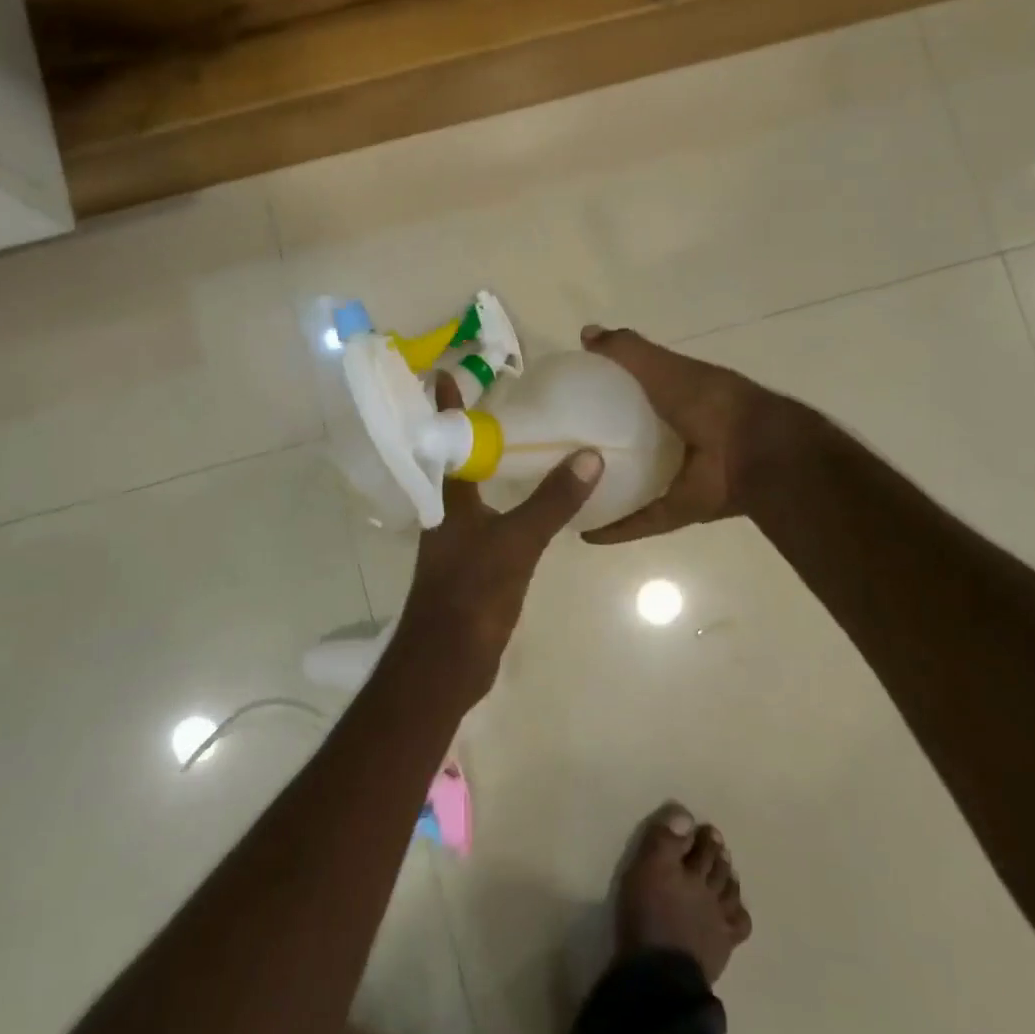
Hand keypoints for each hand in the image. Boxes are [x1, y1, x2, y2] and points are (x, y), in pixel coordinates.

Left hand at [393, 377, 603, 708]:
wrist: (446, 661)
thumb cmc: (471, 593)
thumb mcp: (516, 542)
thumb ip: (551, 501)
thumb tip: (589, 456)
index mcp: (448, 500)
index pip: (446, 439)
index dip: (445, 406)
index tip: (445, 372)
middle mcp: (446, 514)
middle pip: (454, 462)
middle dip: (469, 432)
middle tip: (495, 401)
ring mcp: (456, 541)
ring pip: (470, 492)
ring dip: (486, 466)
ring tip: (513, 442)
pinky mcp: (470, 566)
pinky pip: (486, 520)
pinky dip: (501, 502)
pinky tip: (524, 502)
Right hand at [579, 324, 814, 544]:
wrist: (756, 452)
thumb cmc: (709, 401)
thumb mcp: (665, 367)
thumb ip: (628, 351)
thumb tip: (586, 333)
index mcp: (676, 399)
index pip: (633, 395)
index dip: (604, 395)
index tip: (568, 401)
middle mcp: (676, 437)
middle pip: (630, 441)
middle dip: (599, 445)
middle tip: (556, 450)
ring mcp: (678, 475)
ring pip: (633, 484)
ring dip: (605, 488)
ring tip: (564, 491)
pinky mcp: (677, 508)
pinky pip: (640, 520)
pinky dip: (615, 528)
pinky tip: (583, 531)